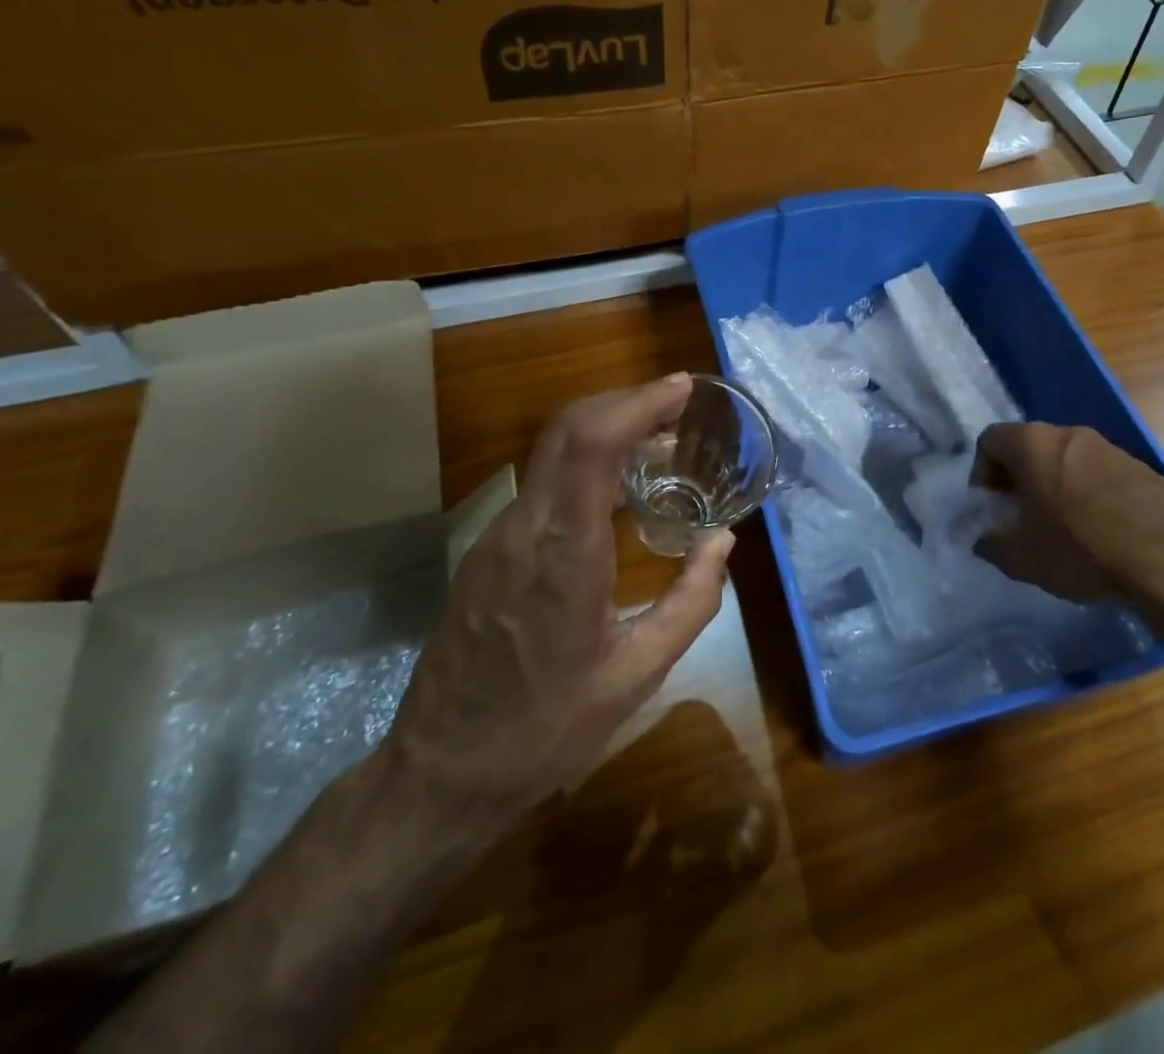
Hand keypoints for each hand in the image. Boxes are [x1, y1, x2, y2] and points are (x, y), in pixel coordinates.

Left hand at [380, 374, 733, 856]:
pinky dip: (582, 463)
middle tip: (676, 405)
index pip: (590, 446)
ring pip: (550, 453)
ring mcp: (494, 536)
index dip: (636, 403)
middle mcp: (522, 529)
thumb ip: (691, 603)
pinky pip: (540, 485)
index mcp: (563, 555)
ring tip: (656, 441)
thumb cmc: (546, 730)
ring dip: (604, 429)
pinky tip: (613, 489)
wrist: (441, 773)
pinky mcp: (485, 550)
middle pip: (566, 430)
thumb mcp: (637, 677)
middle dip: (624, 401)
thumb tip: (722, 541)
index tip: (680, 389)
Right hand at [972, 422, 1163, 637]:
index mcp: (1033, 444)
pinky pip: (1101, 479)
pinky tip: (1100, 540)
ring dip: (1055, 490)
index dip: (980, 473)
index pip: (990, 440)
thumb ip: (992, 544)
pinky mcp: (1145, 472)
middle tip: (1021, 521)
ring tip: (1062, 535)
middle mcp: (1071, 435)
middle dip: (1018, 482)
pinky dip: (1089, 500)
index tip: (991, 508)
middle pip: (1030, 449)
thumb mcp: (1022, 557)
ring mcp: (1112, 451)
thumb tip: (985, 540)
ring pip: (1067, 463)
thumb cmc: (1081, 549)